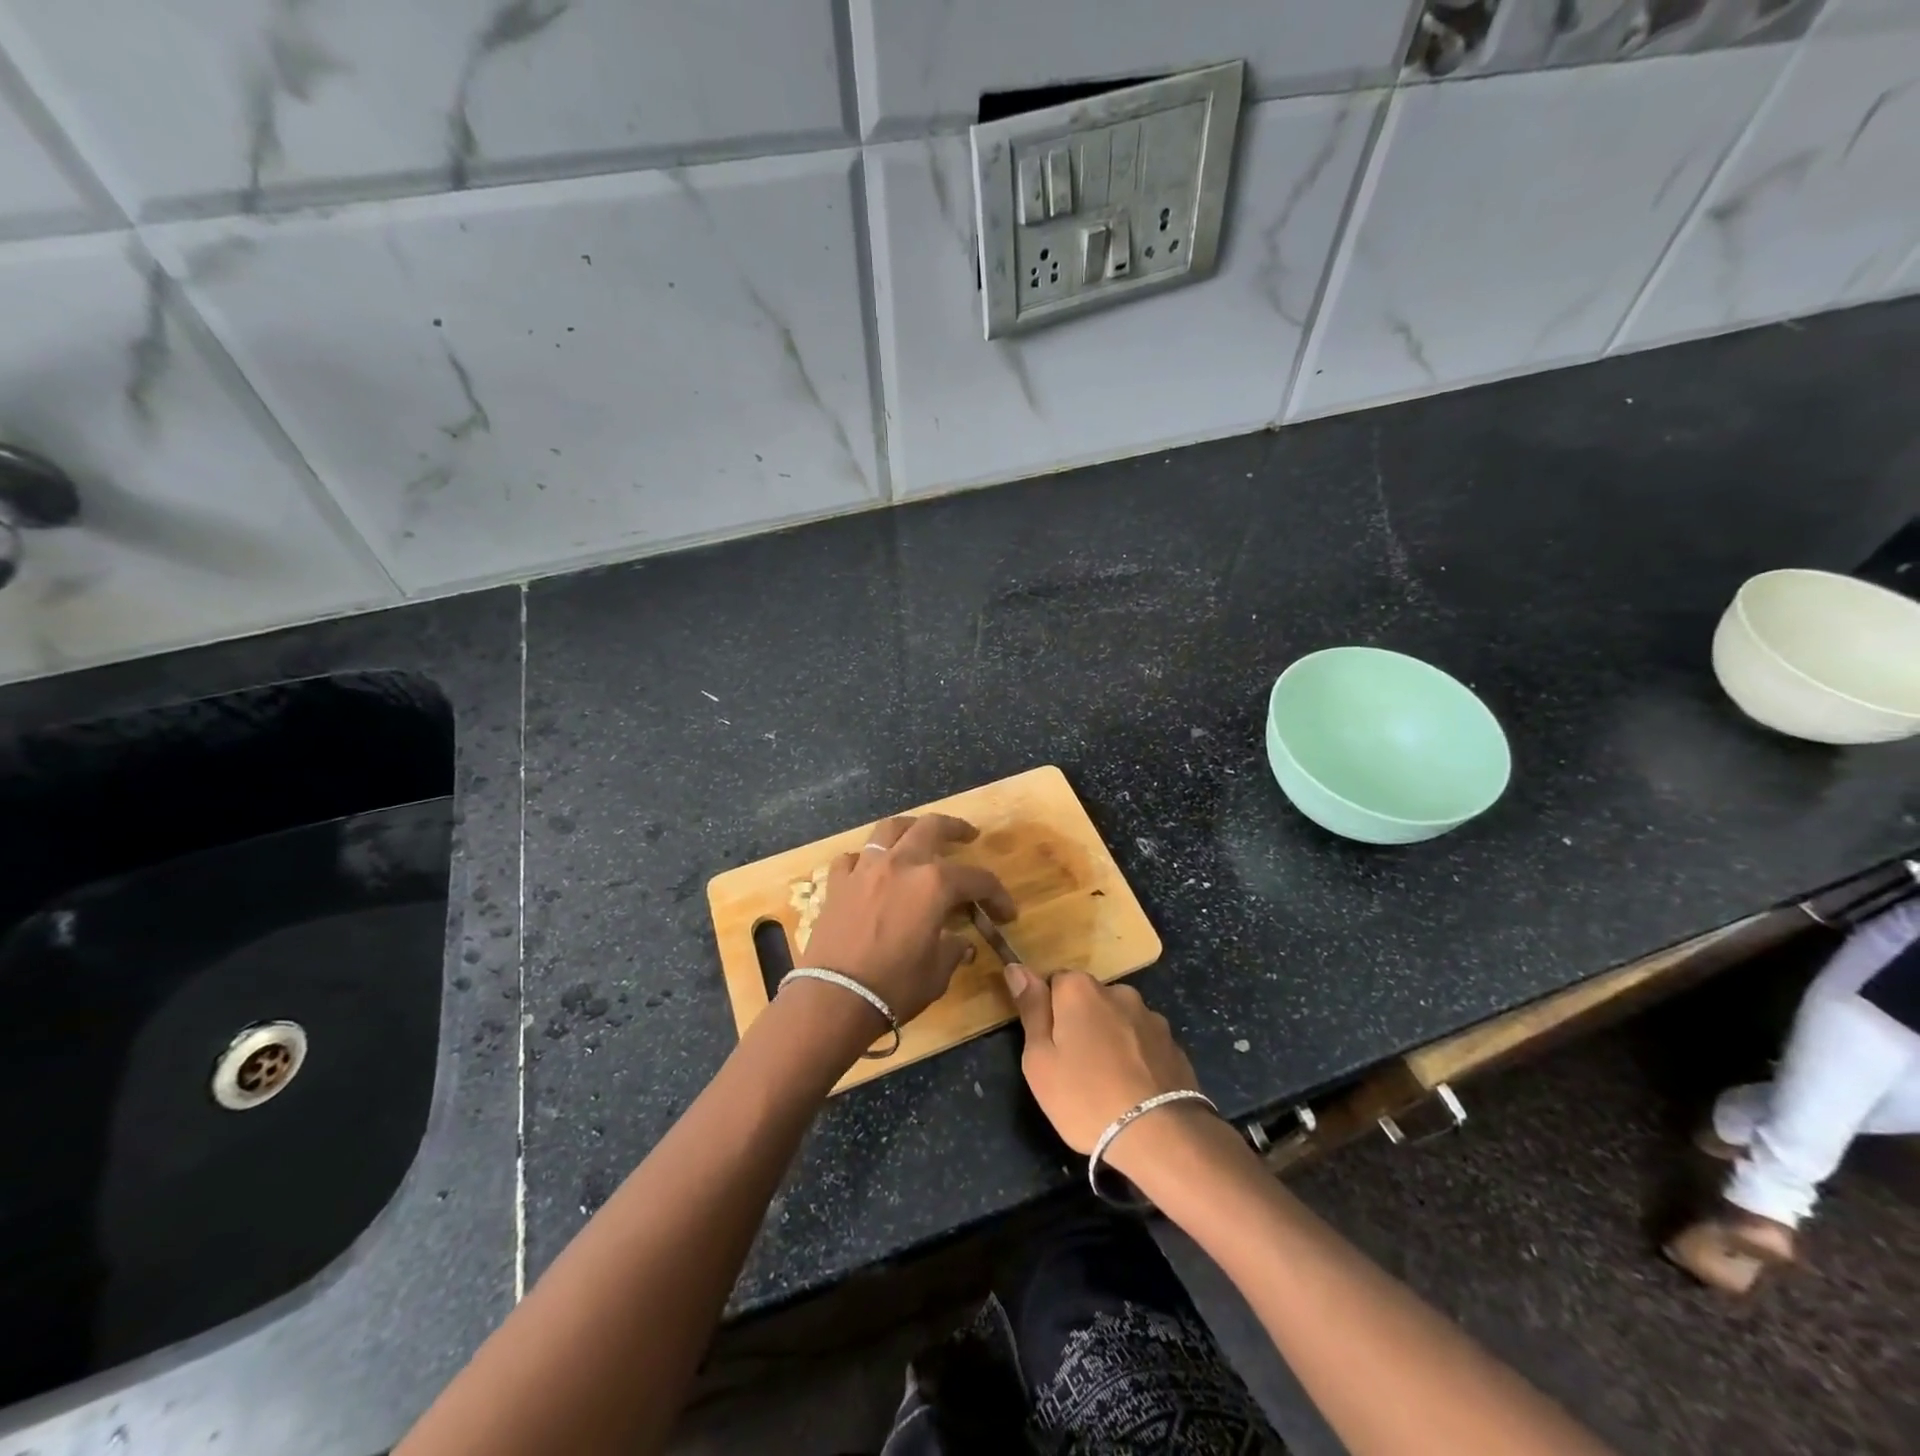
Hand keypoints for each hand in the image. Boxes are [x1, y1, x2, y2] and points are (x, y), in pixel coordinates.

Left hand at [800, 814, 1014, 1024]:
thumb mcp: (937, 973)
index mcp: (934, 884)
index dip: (997, 895)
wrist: (835, 998)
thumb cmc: (895, 986)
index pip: (977, 879)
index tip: (1006, 913)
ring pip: (889, 830)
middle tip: (968, 836)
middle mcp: (901, 864)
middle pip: (932, 828)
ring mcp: (865, 870)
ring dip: (909, 828)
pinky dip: (865, 860)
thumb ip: (952, 950)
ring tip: (918, 836)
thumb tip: (960, 944)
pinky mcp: (837, 884)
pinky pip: (852, 858)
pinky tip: (870, 870)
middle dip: (955, 828)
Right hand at [1003, 966, 1205, 1164]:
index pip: (1055, 982)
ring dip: (1111, 1040)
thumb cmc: (1085, 1097)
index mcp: (1080, 990)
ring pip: (1118, 1021)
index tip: (1049, 1046)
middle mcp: (1118, 991)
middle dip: (1080, 1024)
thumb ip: (1031, 1009)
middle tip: (1074, 1069)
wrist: (1159, 1136)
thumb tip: (1017, 967)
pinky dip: (1137, 1058)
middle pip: (1088, 1000)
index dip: (1048, 1013)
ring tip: (1108, 1084)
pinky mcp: (1174, 1045)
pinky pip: (1144, 1043)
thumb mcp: (1040, 1059)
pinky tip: (1134, 1090)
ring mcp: (1151, 1017)